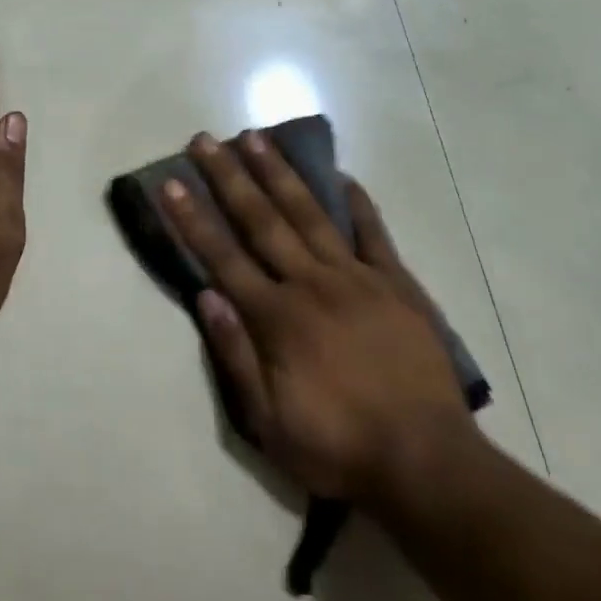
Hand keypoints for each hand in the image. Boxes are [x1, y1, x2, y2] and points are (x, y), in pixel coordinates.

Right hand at [162, 131, 475, 504]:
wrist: (427, 462)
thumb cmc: (339, 447)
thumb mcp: (270, 424)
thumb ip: (236, 356)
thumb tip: (206, 296)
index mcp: (278, 318)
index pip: (223, 257)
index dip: (193, 219)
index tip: (172, 183)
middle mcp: (312, 284)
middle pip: (262, 221)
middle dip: (230, 177)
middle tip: (206, 140)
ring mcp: (357, 279)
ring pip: (310, 214)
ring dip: (280, 173)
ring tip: (256, 137)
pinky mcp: (396, 284)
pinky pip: (373, 234)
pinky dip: (356, 203)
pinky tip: (341, 175)